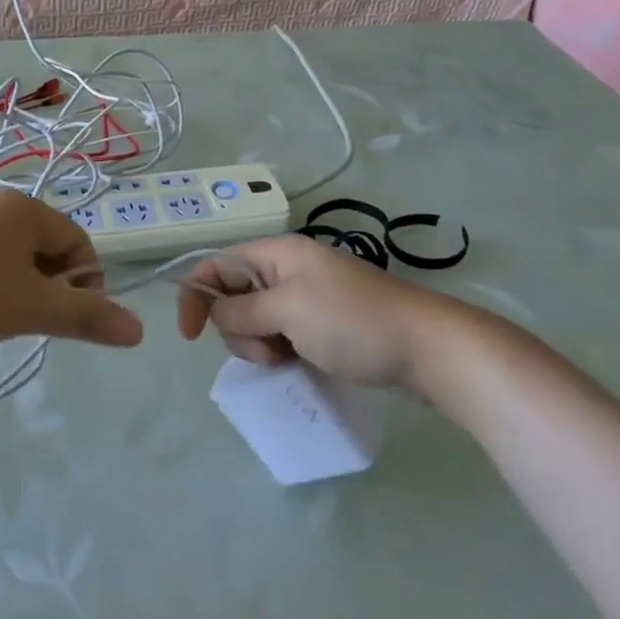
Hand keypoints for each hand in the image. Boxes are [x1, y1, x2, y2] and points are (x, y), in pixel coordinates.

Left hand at [0, 190, 142, 348]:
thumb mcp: (35, 308)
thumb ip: (87, 317)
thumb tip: (139, 330)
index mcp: (28, 209)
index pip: (79, 242)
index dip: (86, 282)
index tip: (70, 317)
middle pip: (46, 245)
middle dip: (51, 283)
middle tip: (36, 318)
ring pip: (13, 251)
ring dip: (20, 282)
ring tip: (3, 315)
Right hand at [175, 235, 505, 391]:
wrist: (429, 348)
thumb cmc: (353, 323)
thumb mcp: (287, 312)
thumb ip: (242, 311)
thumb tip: (217, 314)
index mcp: (277, 254)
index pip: (217, 264)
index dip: (196, 295)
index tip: (190, 337)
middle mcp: (289, 268)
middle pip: (235, 295)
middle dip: (238, 329)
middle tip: (270, 352)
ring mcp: (309, 296)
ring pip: (257, 319)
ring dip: (261, 344)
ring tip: (290, 360)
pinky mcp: (325, 322)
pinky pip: (283, 333)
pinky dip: (282, 350)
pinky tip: (299, 364)